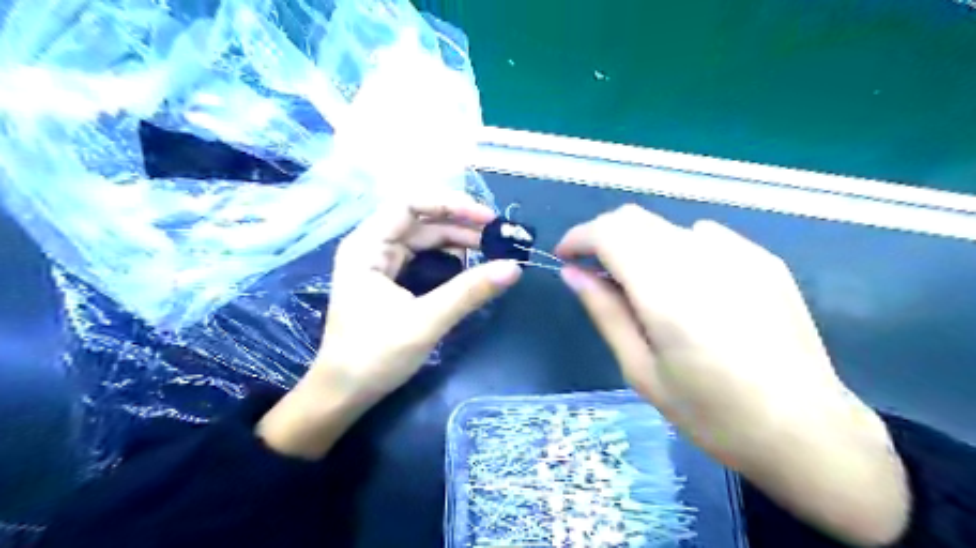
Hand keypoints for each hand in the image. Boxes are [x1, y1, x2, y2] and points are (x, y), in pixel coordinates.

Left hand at [255, 194, 522, 460]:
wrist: (345, 394)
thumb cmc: (374, 356)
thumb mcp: (426, 321)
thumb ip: (469, 292)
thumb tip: (513, 268)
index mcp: (367, 246)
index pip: (410, 204)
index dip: (450, 204)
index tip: (487, 218)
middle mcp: (372, 246)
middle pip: (421, 220)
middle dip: (460, 224)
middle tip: (498, 238)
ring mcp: (381, 263)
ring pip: (425, 239)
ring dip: (458, 241)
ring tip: (491, 250)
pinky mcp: (391, 281)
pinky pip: (424, 258)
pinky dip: (449, 258)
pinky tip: (469, 266)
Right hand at [558, 205, 908, 547]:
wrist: (807, 431)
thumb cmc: (712, 413)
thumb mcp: (642, 371)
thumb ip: (605, 313)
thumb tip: (573, 273)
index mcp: (668, 291)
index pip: (609, 232)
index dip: (579, 238)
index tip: (565, 257)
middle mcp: (703, 258)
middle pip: (634, 218)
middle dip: (604, 236)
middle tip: (596, 273)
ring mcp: (740, 253)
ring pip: (666, 226)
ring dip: (640, 245)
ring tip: (643, 288)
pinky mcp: (763, 259)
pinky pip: (703, 236)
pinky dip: (677, 250)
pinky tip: (690, 288)